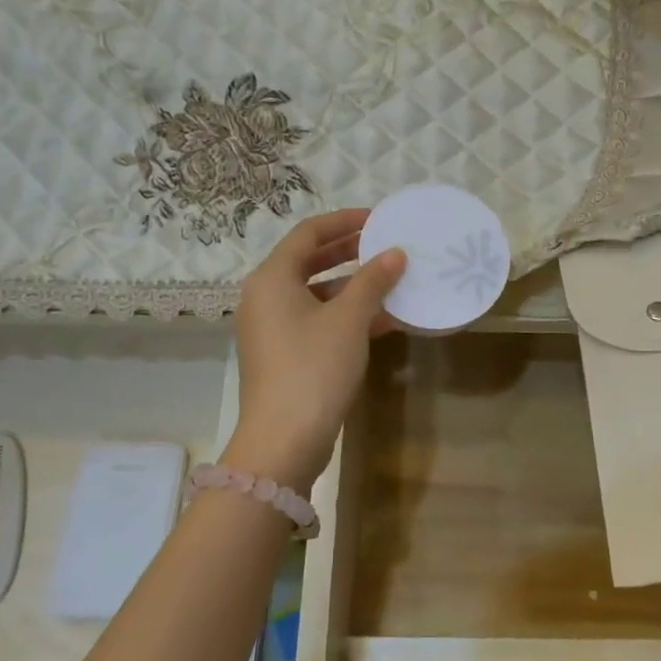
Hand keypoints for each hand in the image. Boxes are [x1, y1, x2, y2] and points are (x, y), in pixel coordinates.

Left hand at [222, 209, 405, 492]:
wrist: (283, 440)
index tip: (378, 220)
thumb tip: (395, 253)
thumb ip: (373, 281)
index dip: (344, 222)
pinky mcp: (283, 355)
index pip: (308, 234)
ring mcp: (272, 329)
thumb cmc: (314, 368)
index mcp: (272, 279)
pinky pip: (316, 321)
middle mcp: (265, 297)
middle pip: (309, 262)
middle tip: (385, 245)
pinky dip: (346, 316)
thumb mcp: (349, 320)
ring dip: (352, 287)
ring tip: (392, 281)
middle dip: (349, 252)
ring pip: (315, 294)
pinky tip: (383, 321)